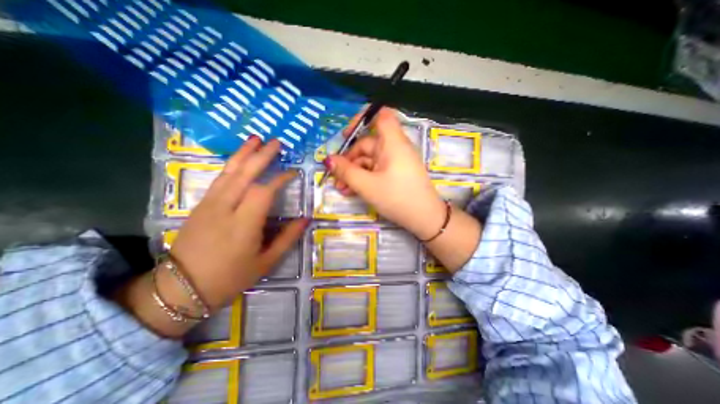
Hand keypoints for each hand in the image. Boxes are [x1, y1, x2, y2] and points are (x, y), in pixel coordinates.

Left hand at [117, 137, 307, 338]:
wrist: (181, 289)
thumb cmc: (230, 277)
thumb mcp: (266, 262)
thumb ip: (288, 238)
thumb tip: (305, 219)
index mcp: (243, 225)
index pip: (263, 191)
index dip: (280, 179)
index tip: (293, 173)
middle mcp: (224, 209)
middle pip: (244, 174)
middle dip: (262, 155)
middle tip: (276, 142)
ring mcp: (209, 205)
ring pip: (228, 172)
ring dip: (243, 153)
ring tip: (256, 139)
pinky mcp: (200, 205)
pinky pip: (219, 179)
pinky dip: (231, 164)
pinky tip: (239, 158)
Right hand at [327, 107, 482, 270]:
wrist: (424, 219)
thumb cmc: (397, 198)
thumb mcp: (367, 186)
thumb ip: (346, 171)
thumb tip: (328, 160)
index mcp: (392, 143)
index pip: (381, 115)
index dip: (362, 119)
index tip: (346, 136)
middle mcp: (395, 148)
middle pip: (367, 144)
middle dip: (349, 161)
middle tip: (336, 178)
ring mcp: (396, 161)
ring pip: (370, 160)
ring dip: (354, 172)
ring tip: (342, 189)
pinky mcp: (396, 173)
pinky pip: (376, 169)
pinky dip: (364, 177)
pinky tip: (353, 191)